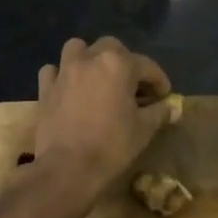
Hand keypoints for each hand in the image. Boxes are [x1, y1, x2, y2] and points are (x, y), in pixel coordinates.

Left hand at [31, 37, 173, 196]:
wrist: (67, 169)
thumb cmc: (112, 146)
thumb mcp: (144, 130)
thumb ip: (159, 112)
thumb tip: (172, 107)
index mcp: (118, 65)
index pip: (147, 66)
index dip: (159, 81)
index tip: (164, 96)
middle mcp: (90, 59)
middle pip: (111, 48)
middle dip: (125, 62)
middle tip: (132, 86)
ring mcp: (64, 72)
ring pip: (78, 49)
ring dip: (90, 58)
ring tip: (98, 78)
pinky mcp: (45, 88)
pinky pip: (54, 71)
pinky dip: (62, 75)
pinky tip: (69, 89)